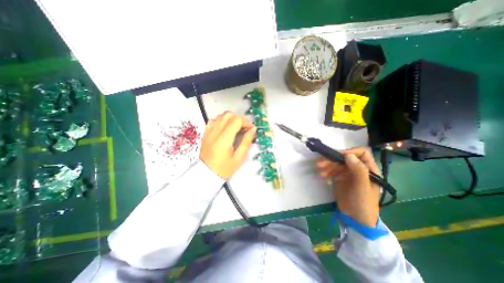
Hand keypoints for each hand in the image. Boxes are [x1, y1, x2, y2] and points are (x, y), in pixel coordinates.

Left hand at [200, 111, 255, 178]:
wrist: (206, 174)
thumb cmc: (225, 168)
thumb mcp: (239, 157)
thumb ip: (246, 141)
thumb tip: (253, 129)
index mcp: (224, 138)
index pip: (237, 120)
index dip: (246, 122)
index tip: (251, 129)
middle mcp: (215, 132)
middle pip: (229, 115)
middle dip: (239, 119)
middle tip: (244, 128)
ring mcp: (209, 131)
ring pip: (221, 116)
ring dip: (231, 119)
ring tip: (236, 128)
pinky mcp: (205, 133)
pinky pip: (213, 120)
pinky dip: (221, 121)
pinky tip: (225, 129)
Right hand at [316, 147, 379, 226]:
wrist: (355, 219)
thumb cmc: (363, 204)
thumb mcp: (362, 188)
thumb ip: (358, 170)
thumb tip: (348, 155)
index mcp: (369, 169)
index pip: (361, 153)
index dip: (350, 152)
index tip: (338, 156)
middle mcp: (358, 169)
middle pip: (345, 158)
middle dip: (333, 159)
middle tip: (320, 163)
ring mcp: (348, 173)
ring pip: (337, 164)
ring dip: (327, 165)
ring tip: (320, 171)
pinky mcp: (340, 178)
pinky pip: (332, 170)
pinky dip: (326, 172)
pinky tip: (323, 176)